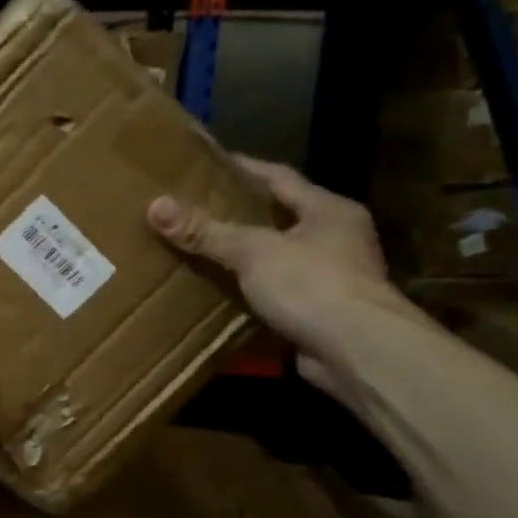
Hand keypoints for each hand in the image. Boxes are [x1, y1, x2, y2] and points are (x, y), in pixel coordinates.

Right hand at [147, 156, 413, 397]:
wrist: (361, 353)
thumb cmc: (313, 285)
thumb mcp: (253, 252)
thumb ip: (206, 231)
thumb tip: (156, 205)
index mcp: (329, 210)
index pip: (279, 177)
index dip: (243, 168)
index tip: (207, 164)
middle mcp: (337, 238)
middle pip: (280, 217)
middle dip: (241, 213)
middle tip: (196, 208)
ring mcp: (334, 278)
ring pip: (278, 257)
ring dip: (246, 256)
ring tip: (201, 249)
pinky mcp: (322, 313)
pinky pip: (278, 293)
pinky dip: (251, 291)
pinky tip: (220, 293)